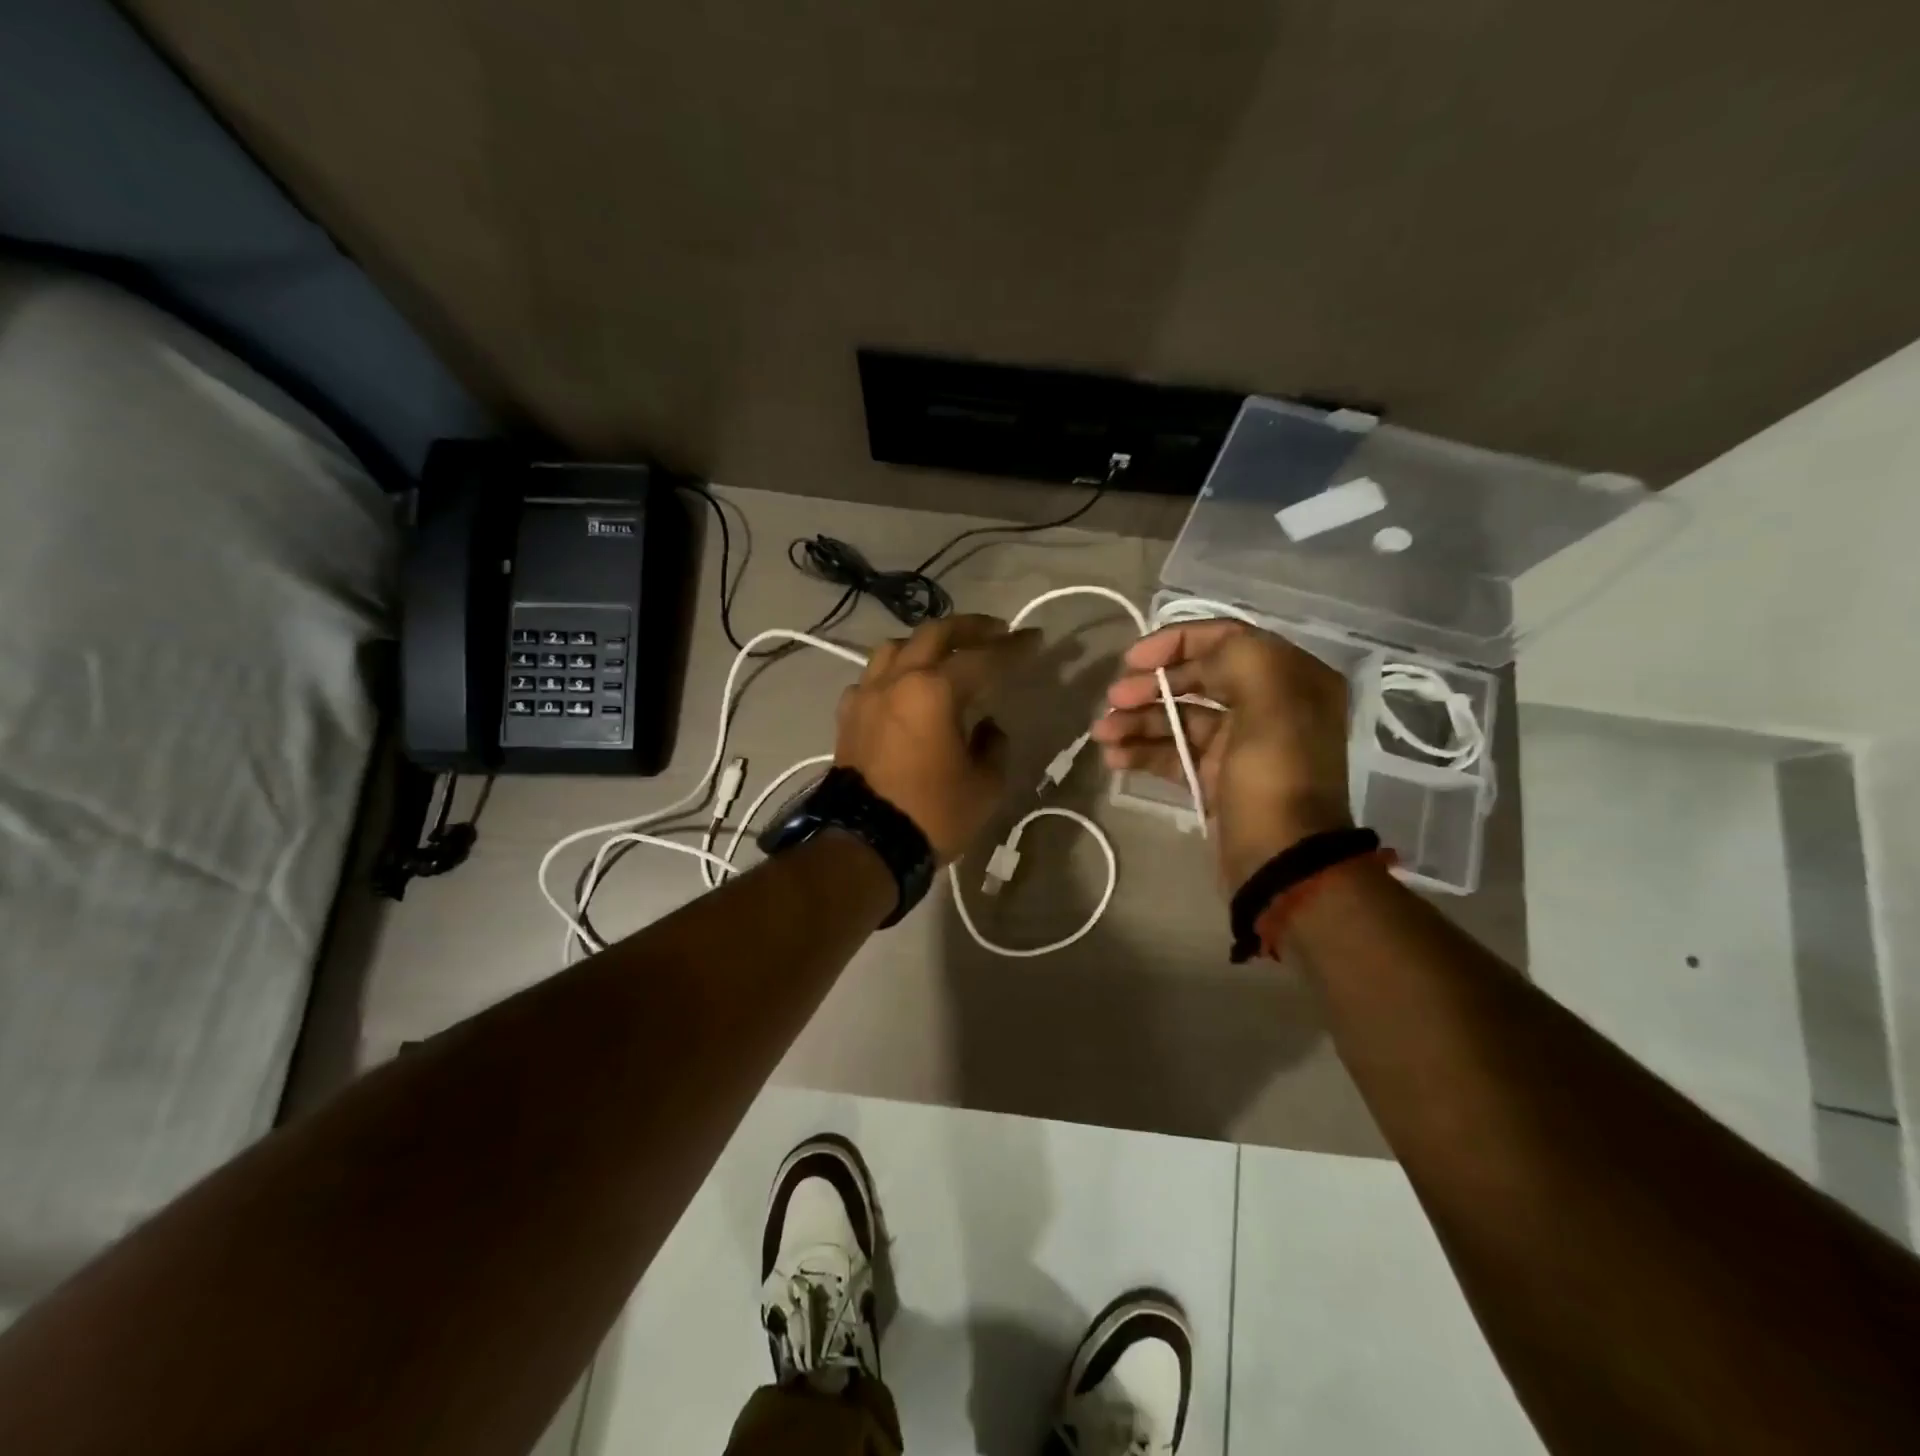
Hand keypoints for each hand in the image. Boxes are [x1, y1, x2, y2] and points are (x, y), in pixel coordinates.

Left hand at [835, 614, 1038, 862]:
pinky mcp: (848, 715)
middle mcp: (897, 680)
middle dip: (971, 627)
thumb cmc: (932, 814)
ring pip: (896, 647)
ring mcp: (867, 694)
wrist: (865, 844)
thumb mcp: (985, 785)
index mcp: (934, 691)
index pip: (982, 657)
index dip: (1013, 647)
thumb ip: (994, 745)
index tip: (1033, 638)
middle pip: (935, 634)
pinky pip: (873, 677)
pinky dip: (895, 672)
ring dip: (927, 643)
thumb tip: (987, 726)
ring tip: (947, 653)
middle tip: (997, 631)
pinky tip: (905, 687)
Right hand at [1092, 621, 1352, 890]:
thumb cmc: (1275, 776)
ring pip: (1180, 718)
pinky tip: (1115, 758)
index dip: (1175, 642)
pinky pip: (1175, 753)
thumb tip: (1197, 657)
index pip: (1227, 638)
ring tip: (1102, 734)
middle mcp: (1268, 704)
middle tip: (1113, 700)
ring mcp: (1241, 744)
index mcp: (1291, 678)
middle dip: (1151, 686)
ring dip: (1138, 720)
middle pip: (1198, 678)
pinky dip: (1144, 752)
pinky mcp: (1217, 779)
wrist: (1283, 862)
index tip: (1133, 660)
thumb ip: (1236, 657)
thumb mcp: (1269, 701)